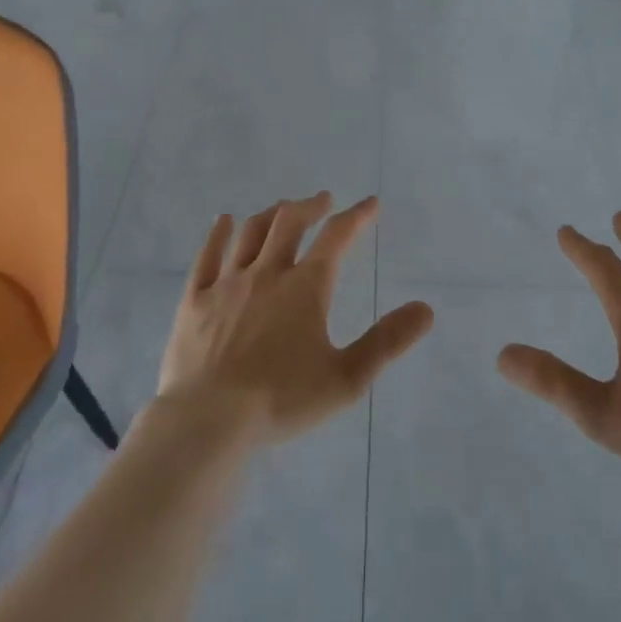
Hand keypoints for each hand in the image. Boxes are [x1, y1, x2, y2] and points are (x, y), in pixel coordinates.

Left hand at [158, 193, 433, 443]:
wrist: (207, 421)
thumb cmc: (281, 400)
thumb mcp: (347, 378)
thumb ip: (387, 342)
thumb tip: (426, 309)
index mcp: (305, 287)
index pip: (336, 238)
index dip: (356, 217)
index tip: (370, 203)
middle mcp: (267, 273)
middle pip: (290, 223)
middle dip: (311, 207)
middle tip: (323, 200)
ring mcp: (227, 283)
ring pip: (251, 233)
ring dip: (271, 214)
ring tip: (283, 208)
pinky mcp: (194, 300)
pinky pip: (207, 255)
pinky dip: (218, 233)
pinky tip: (224, 221)